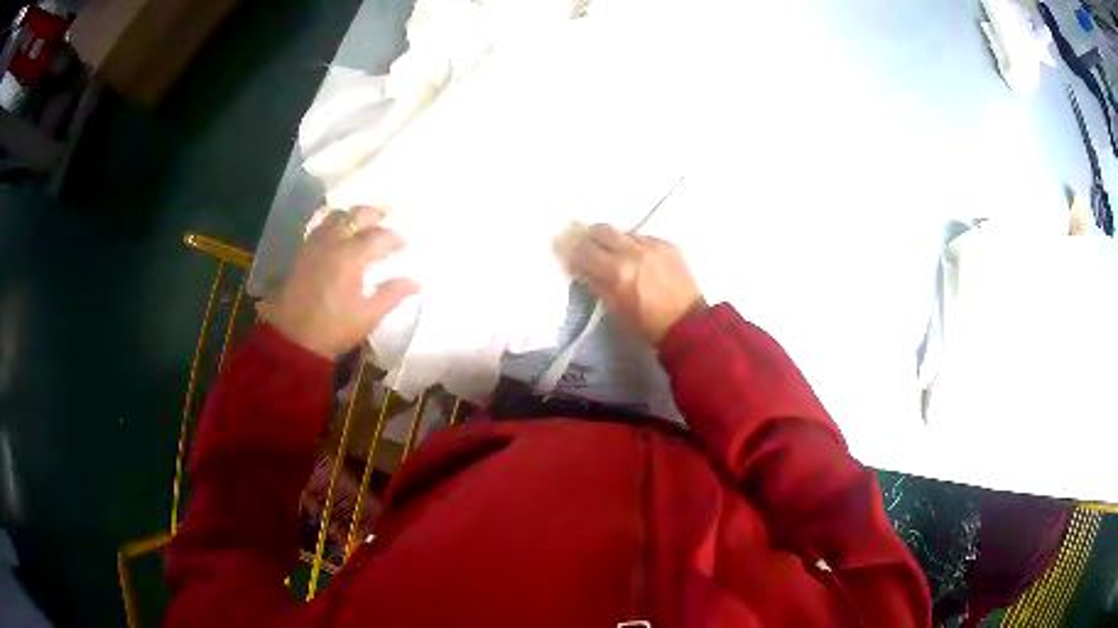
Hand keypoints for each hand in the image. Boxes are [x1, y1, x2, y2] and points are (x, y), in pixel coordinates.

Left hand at [260, 206, 418, 358]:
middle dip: (375, 216)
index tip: (405, 245)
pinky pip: (322, 226)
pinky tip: (340, 237)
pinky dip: (335, 224)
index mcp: (351, 256)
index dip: (396, 238)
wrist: (293, 337)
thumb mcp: (368, 316)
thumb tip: (416, 283)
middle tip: (386, 226)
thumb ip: (392, 294)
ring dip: (353, 217)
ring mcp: (316, 243)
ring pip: (337, 215)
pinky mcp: (304, 250)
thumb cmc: (334, 328)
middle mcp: (333, 241)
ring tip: (362, 228)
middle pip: (357, 214)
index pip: (380, 235)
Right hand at [569, 224, 704, 344]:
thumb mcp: (615, 310)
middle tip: (586, 246)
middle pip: (601, 230)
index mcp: (617, 272)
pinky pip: (643, 237)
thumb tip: (582, 270)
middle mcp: (634, 251)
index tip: (567, 254)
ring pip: (623, 232)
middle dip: (589, 237)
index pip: (584, 251)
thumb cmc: (647, 325)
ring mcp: (653, 244)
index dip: (571, 252)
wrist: (688, 323)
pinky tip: (638, 258)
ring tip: (614, 254)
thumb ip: (597, 285)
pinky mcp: (668, 244)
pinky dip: (635, 246)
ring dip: (613, 241)